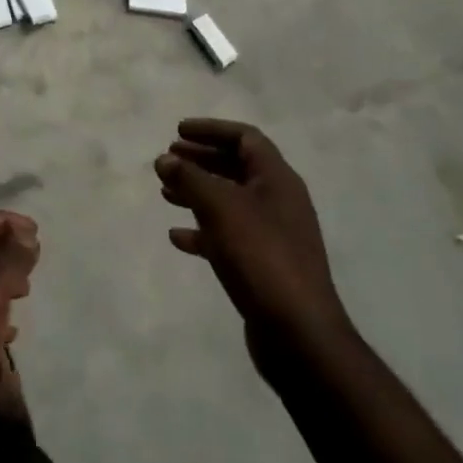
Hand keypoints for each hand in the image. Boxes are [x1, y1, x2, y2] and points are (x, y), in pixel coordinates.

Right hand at [156, 119, 348, 356]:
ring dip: (197, 193)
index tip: (178, 131)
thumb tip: (165, 158)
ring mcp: (273, 235)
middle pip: (236, 167)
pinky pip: (228, 236)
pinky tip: (177, 237)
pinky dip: (203, 231)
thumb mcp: (220, 208)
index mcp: (277, 179)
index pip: (245, 138)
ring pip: (230, 202)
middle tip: (168, 158)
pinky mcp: (263, 265)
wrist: (298, 333)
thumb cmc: (260, 256)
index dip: (211, 129)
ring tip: (165, 193)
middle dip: (201, 160)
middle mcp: (278, 201)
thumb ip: (190, 178)